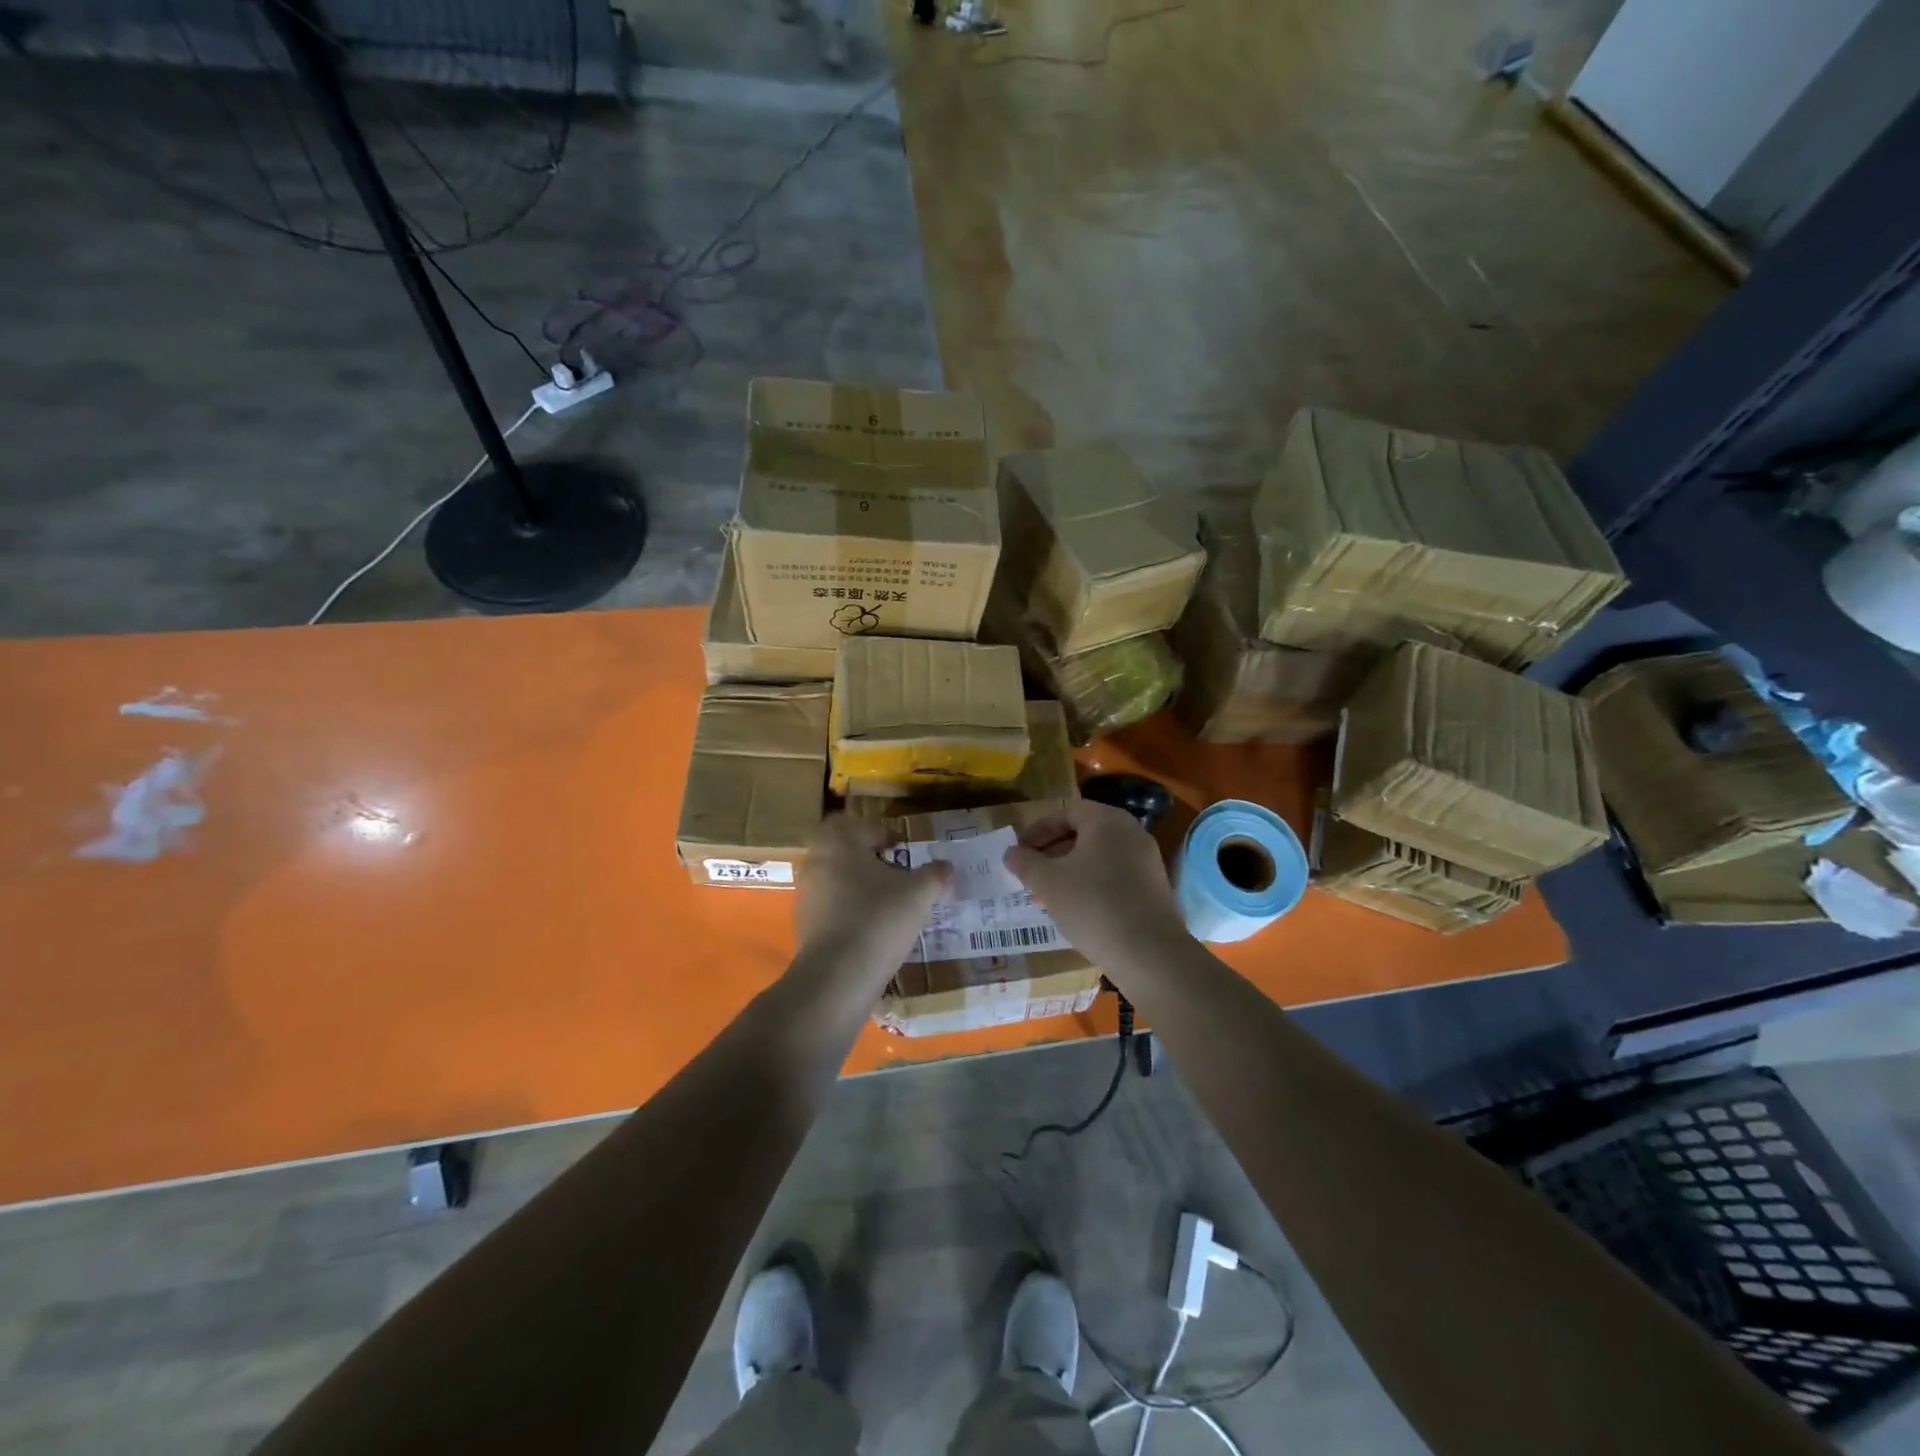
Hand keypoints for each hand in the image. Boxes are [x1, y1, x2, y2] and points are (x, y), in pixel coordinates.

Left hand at [794, 814, 951, 990]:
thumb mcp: (919, 894)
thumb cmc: (878, 919)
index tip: (901, 849)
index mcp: (838, 844)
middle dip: (870, 861)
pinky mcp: (804, 926)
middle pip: (843, 852)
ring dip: (860, 888)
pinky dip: (851, 913)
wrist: (838, 977)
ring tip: (890, 906)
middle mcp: (816, 864)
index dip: (878, 832)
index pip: (852, 824)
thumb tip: (947, 868)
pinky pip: (831, 909)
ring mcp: (806, 897)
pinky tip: (874, 931)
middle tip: (898, 875)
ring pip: (837, 881)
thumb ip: (936, 875)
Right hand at [1003, 799, 1188, 973]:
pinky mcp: (1153, 888)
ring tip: (1048, 897)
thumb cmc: (1093, 905)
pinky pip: (1115, 876)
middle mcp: (1131, 832)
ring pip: (1098, 857)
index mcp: (1107, 820)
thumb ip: (1025, 863)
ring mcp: (1146, 860)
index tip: (1019, 853)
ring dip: (1070, 871)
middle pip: (1083, 833)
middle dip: (1052, 853)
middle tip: (1030, 876)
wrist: (1149, 953)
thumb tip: (1011, 853)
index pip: (1066, 812)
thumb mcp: (1048, 883)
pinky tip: (1077, 911)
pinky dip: (1092, 885)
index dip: (1038, 830)